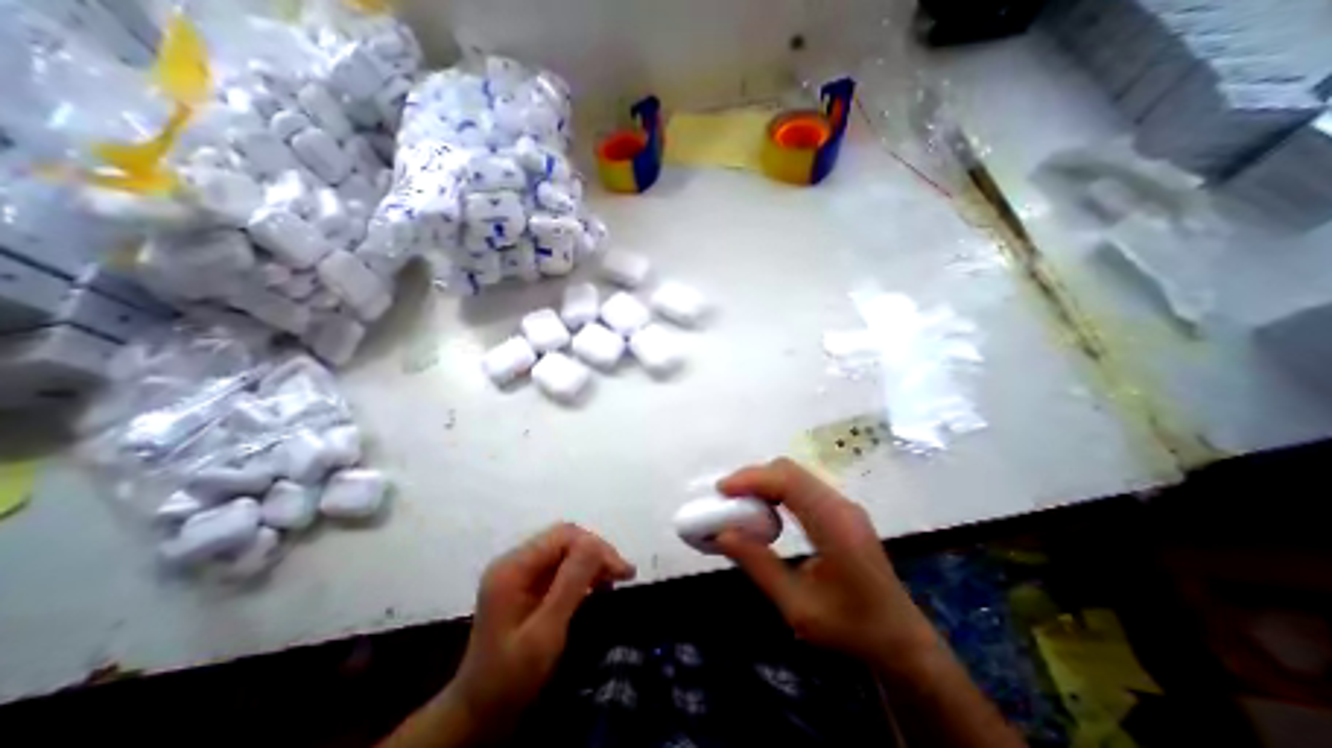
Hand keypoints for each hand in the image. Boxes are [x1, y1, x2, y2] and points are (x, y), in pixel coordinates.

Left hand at [443, 522, 636, 739]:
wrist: (477, 716)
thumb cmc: (510, 679)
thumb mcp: (545, 633)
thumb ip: (570, 585)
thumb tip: (597, 545)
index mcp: (512, 568)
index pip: (563, 537)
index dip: (596, 547)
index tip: (622, 571)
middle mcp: (514, 561)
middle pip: (564, 538)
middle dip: (596, 552)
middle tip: (622, 574)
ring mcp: (518, 572)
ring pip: (565, 549)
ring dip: (592, 560)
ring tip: (615, 579)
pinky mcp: (525, 584)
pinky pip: (559, 564)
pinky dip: (582, 571)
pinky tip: (596, 585)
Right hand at [719, 459, 935, 669]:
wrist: (902, 642)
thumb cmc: (851, 630)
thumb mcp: (797, 607)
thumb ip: (759, 566)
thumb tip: (722, 534)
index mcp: (834, 524)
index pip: (788, 481)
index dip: (751, 479)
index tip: (722, 490)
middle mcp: (840, 505)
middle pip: (790, 470)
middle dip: (753, 477)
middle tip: (727, 496)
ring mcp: (843, 506)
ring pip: (795, 475)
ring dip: (764, 482)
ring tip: (739, 501)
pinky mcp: (841, 511)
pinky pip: (802, 487)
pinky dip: (776, 490)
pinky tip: (764, 509)